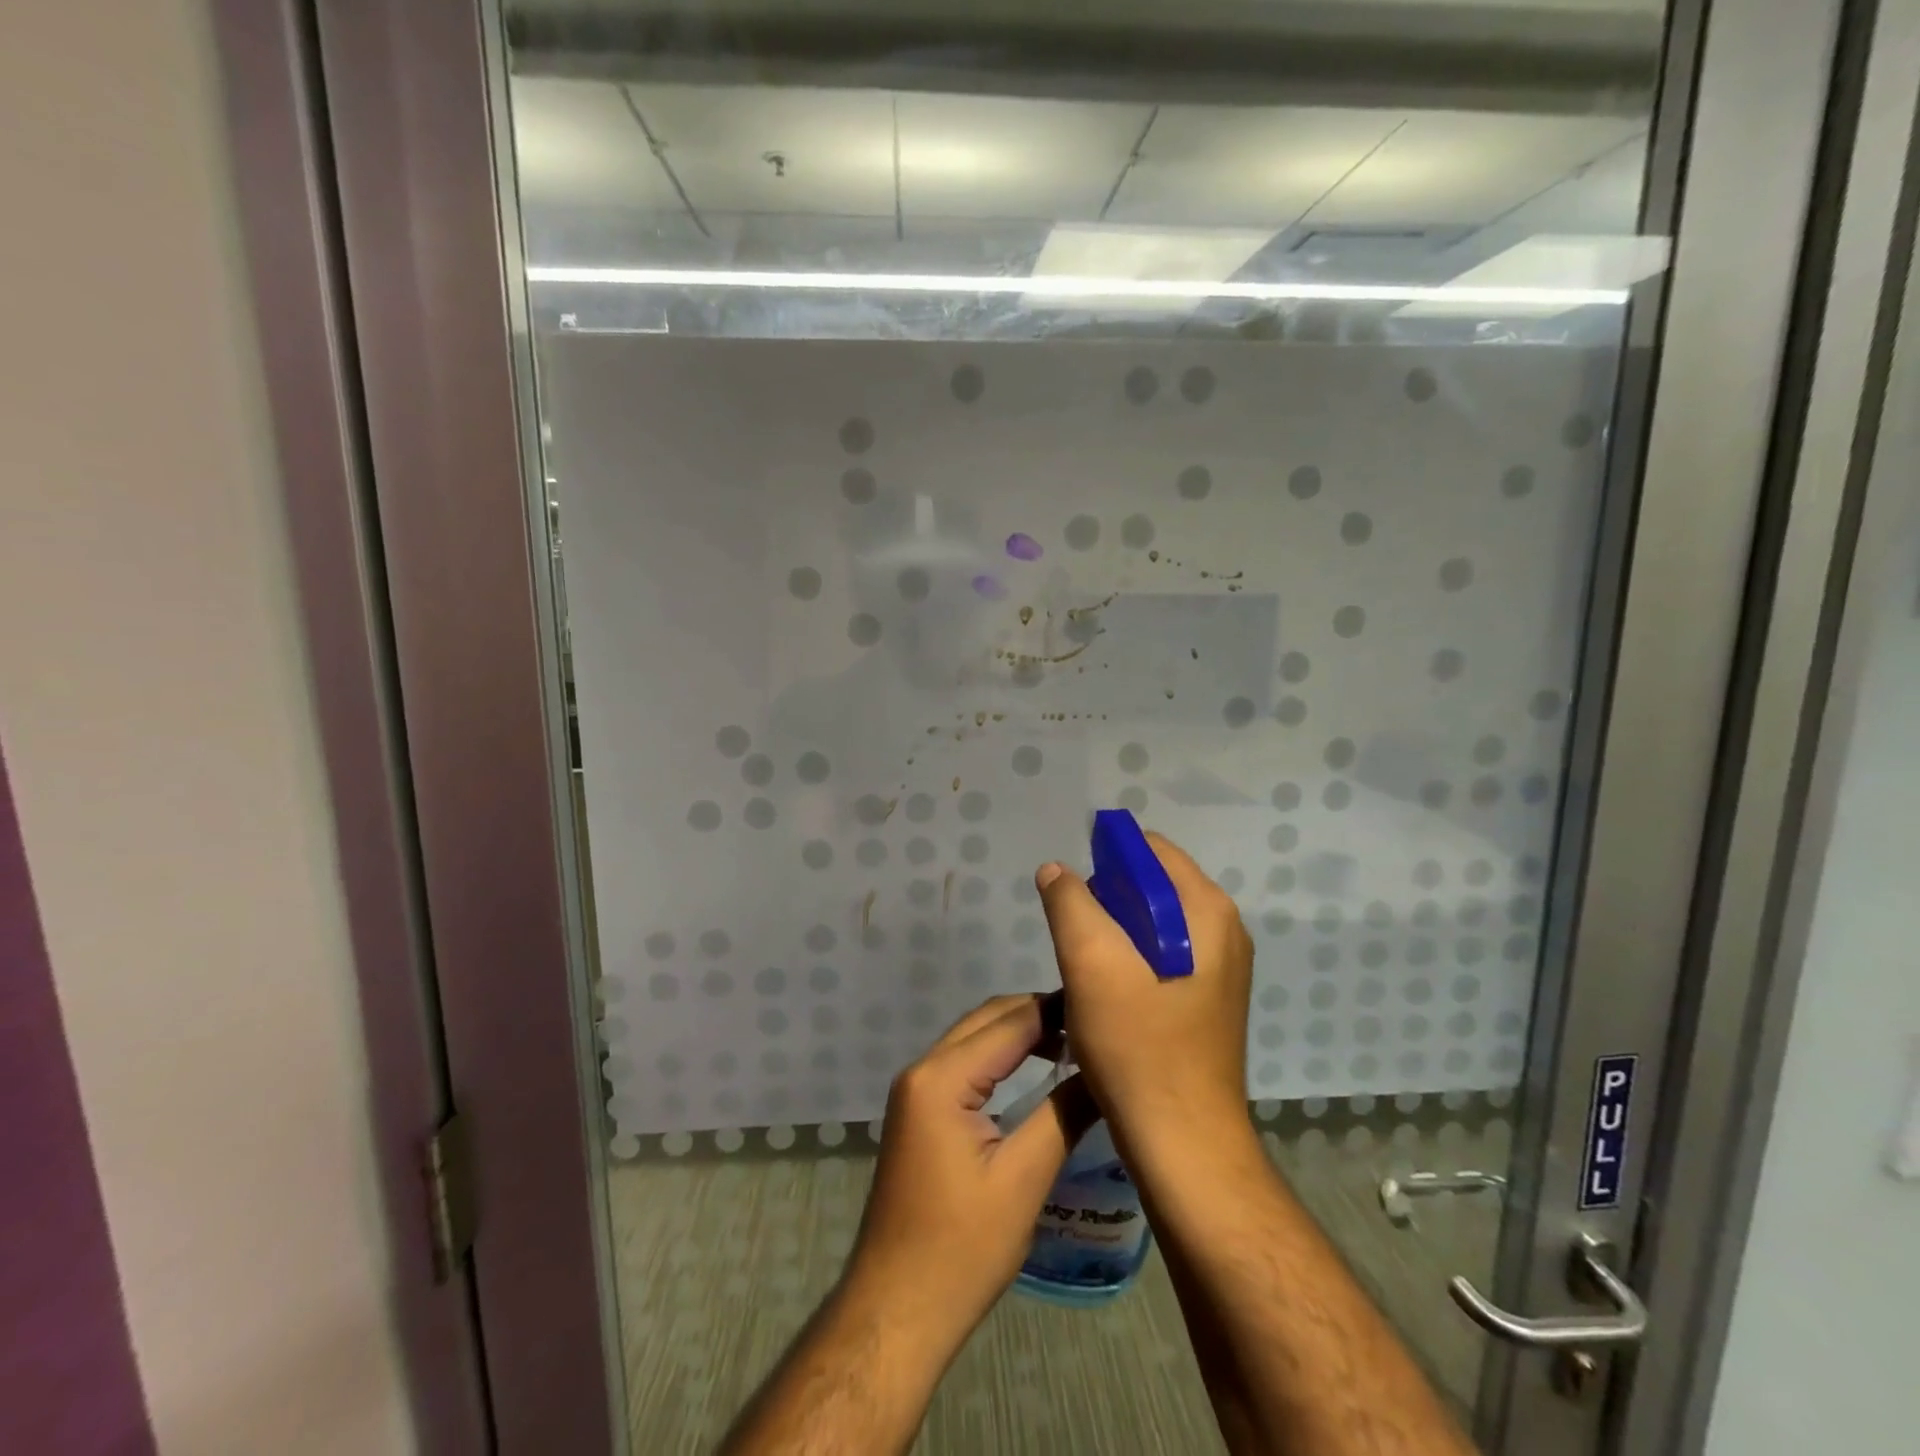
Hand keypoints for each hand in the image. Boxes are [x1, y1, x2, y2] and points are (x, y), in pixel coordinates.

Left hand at [844, 994, 1096, 1353]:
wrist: (895, 1309)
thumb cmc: (962, 1248)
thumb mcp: (1023, 1180)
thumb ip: (1064, 1115)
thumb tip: (1106, 1072)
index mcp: (941, 1077)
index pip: (1009, 1023)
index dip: (1056, 1010)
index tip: (1102, 1005)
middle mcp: (922, 1069)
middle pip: (987, 1020)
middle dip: (1037, 1014)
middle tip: (1092, 1023)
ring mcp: (915, 1089)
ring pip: (973, 1038)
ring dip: (1018, 1033)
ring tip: (1072, 1042)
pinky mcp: (918, 1111)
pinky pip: (963, 1064)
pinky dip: (998, 1057)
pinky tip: (1032, 1070)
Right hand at [1035, 831, 1252, 1150]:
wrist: (1183, 1143)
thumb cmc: (1138, 1046)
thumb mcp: (1091, 963)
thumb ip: (1069, 902)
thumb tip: (1056, 870)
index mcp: (1207, 910)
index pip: (1150, 850)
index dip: (1105, 858)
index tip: (1071, 892)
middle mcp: (1223, 930)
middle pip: (1152, 885)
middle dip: (1106, 900)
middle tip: (1074, 937)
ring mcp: (1220, 968)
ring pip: (1152, 923)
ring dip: (1113, 933)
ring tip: (1085, 968)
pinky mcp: (1208, 999)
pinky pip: (1161, 955)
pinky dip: (1129, 960)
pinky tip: (1106, 993)